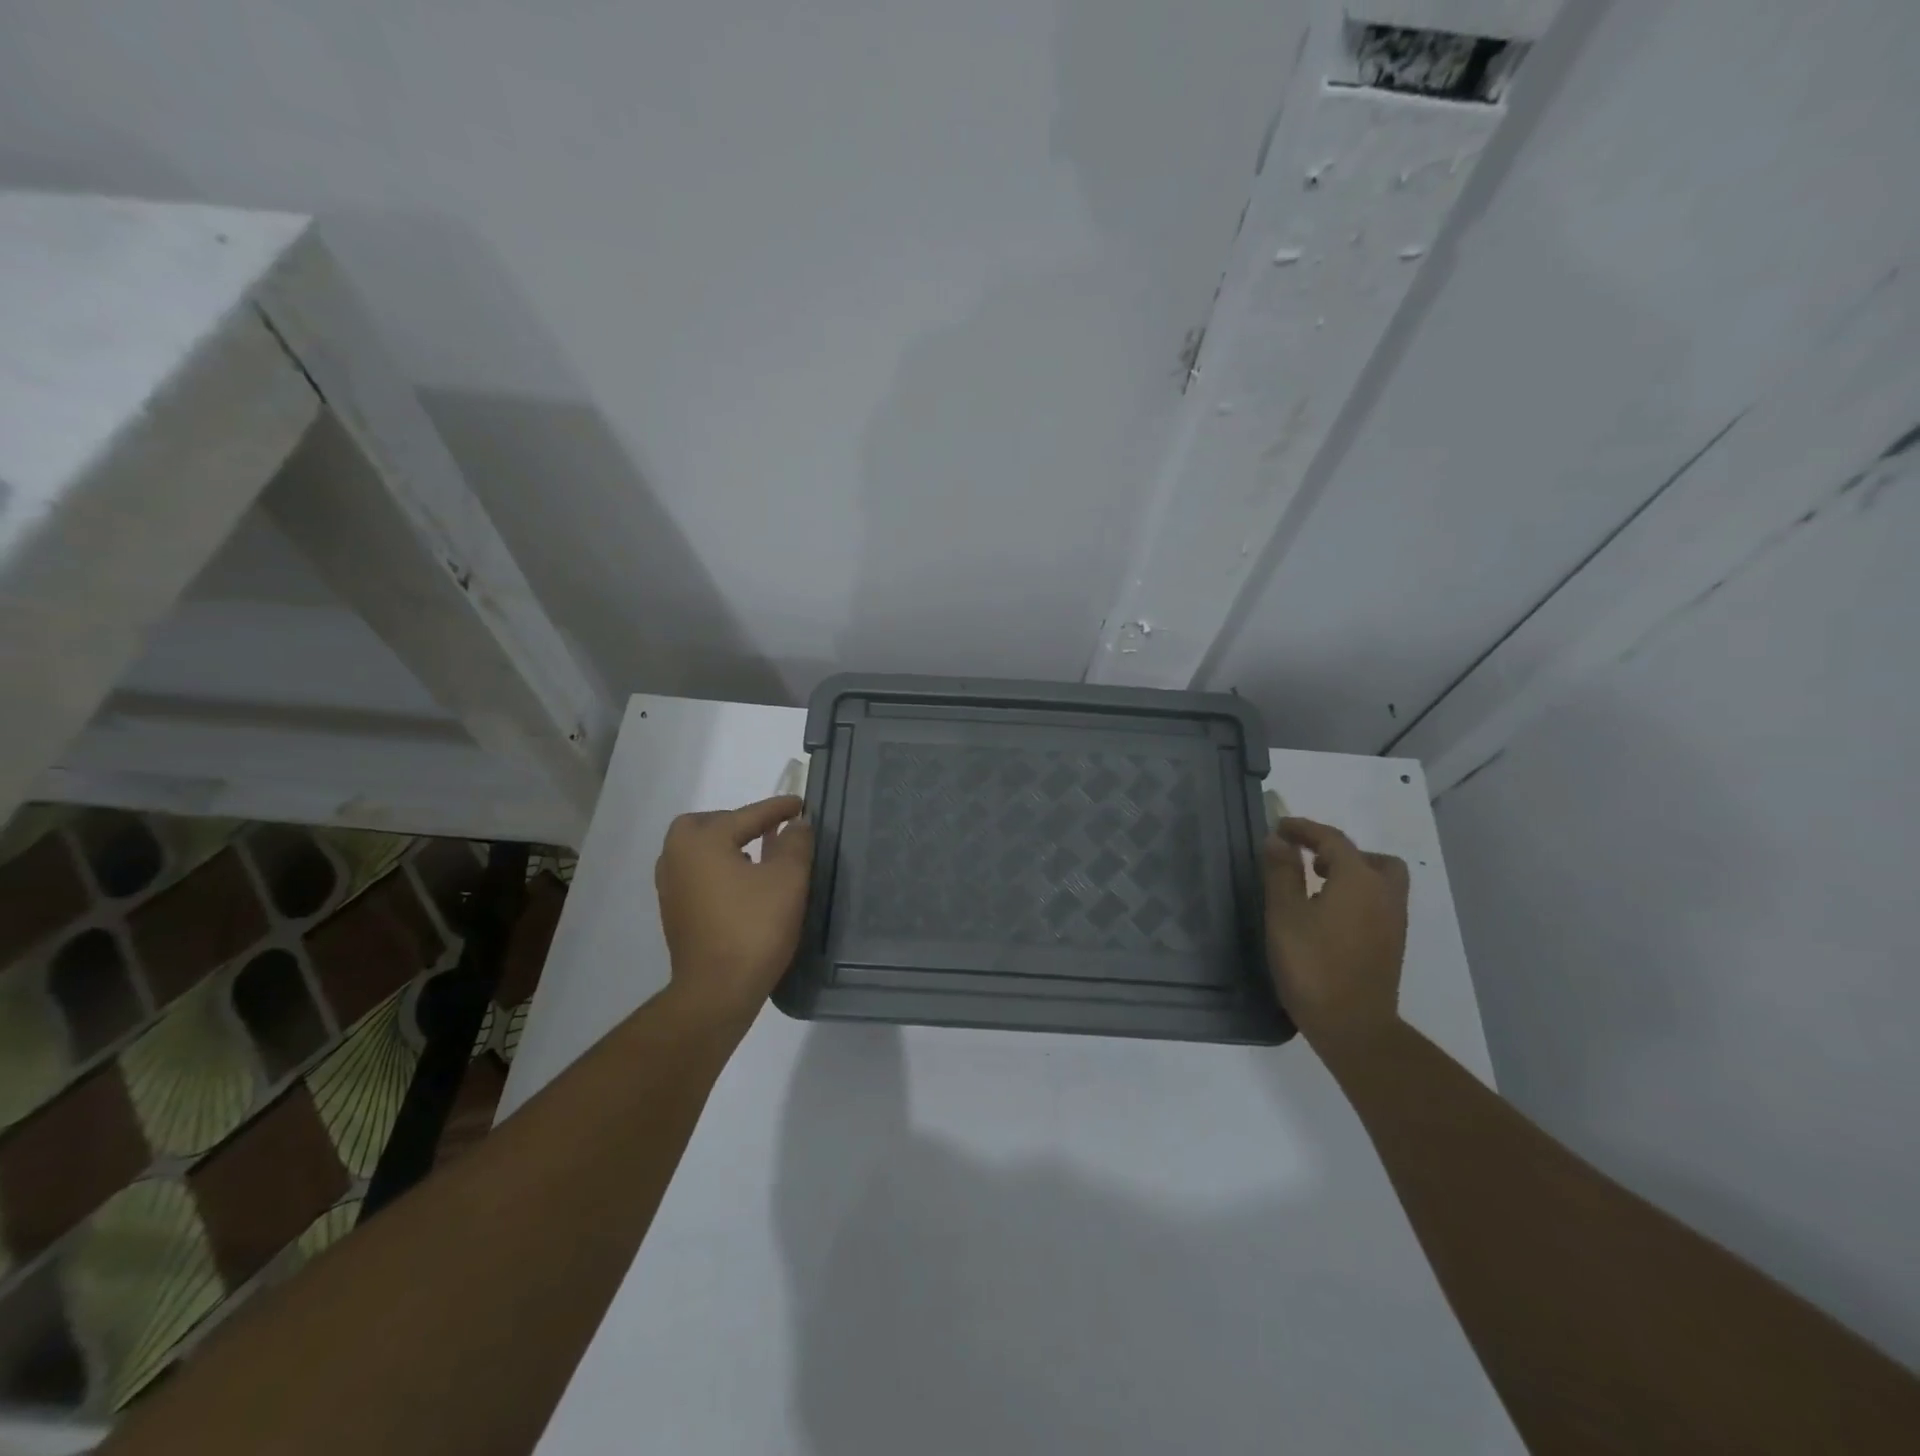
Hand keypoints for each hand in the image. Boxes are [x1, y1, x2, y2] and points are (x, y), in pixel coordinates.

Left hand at [655, 795, 813, 1027]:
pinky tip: (742, 883)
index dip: (778, 808)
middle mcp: (677, 857)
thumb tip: (797, 824)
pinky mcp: (674, 912)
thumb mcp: (788, 880)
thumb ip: (795, 843)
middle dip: (738, 822)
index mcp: (701, 841)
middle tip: (769, 829)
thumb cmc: (754, 928)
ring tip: (758, 854)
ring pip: (698, 850)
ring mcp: (671, 887)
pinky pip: (696, 873)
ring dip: (726, 845)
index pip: (747, 815)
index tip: (800, 804)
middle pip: (708, 824)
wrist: (717, 991)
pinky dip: (718, 868)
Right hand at [1262, 816, 1408, 1047]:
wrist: (1352, 1025)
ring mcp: (1393, 921)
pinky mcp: (1392, 944)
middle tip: (1307, 859)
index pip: (1333, 839)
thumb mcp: (1285, 913)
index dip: (1304, 829)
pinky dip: (1357, 894)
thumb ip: (1282, 871)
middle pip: (1369, 857)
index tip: (1279, 827)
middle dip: (1338, 851)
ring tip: (1316, 886)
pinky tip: (1329, 915)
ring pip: (1380, 880)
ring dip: (1351, 873)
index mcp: (1358, 879)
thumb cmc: (1311, 964)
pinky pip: (1378, 902)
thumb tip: (1278, 839)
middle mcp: (1384, 893)